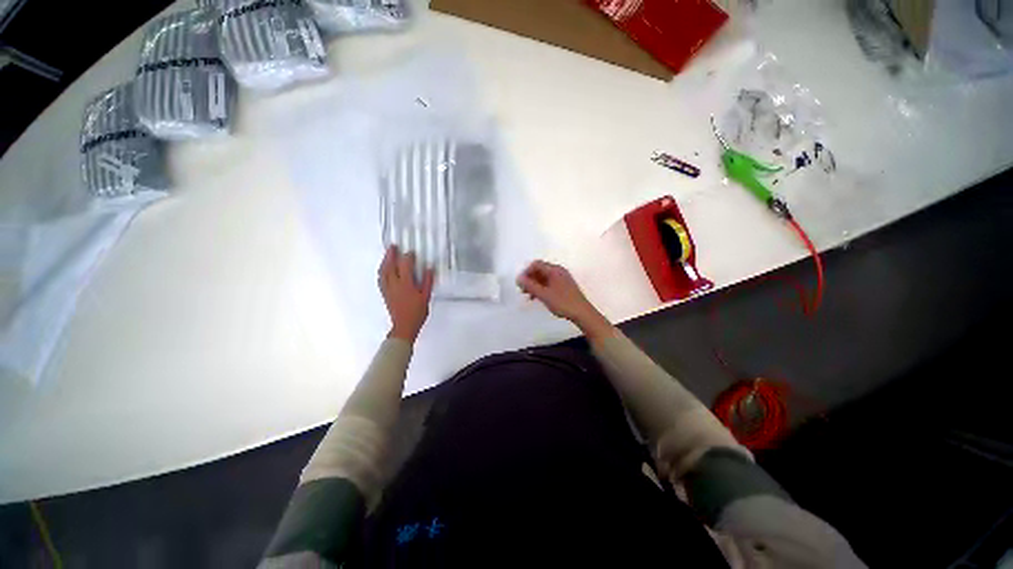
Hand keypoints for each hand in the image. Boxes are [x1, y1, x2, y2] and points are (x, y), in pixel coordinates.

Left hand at [379, 246, 434, 341]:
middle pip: (390, 266)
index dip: (408, 257)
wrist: (404, 326)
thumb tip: (429, 269)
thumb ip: (427, 281)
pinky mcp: (385, 294)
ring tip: (387, 255)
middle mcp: (394, 284)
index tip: (411, 252)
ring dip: (384, 262)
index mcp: (406, 284)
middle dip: (391, 255)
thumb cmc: (417, 312)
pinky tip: (383, 270)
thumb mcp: (426, 296)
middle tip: (393, 247)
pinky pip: (381, 279)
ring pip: (383, 272)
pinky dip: (382, 271)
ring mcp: (388, 289)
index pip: (405, 266)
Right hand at [516, 260, 613, 338]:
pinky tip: (538, 298)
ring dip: (535, 284)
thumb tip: (518, 278)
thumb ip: (530, 286)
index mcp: (554, 270)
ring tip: (529, 296)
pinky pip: (550, 283)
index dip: (526, 272)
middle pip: (540, 270)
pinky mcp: (564, 286)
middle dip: (530, 278)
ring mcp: (563, 278)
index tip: (520, 284)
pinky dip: (542, 288)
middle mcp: (559, 271)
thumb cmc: (563, 303)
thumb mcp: (544, 295)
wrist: (582, 313)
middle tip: (523, 291)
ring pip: (544, 277)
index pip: (536, 264)